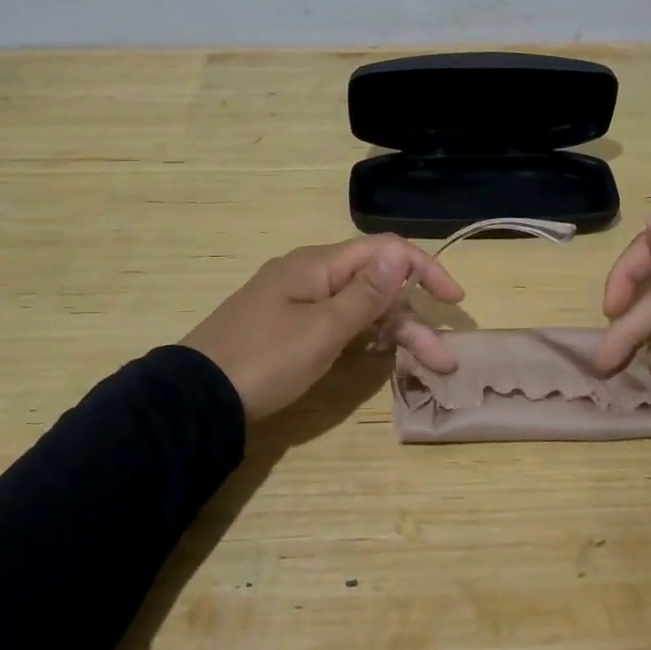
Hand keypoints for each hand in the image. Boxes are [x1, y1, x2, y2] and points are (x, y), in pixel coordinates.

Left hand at [182, 235, 464, 421]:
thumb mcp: (322, 329)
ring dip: (394, 333)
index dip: (424, 270)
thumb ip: (365, 293)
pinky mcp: (290, 328)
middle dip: (413, 318)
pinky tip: (382, 357)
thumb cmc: (265, 360)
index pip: (384, 251)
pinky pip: (339, 323)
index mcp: (318, 264)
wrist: (196, 398)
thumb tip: (398, 254)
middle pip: (376, 284)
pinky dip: (365, 337)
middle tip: (443, 358)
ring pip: (359, 308)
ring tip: (426, 367)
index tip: (454, 301)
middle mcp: (311, 275)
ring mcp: (298, 302)